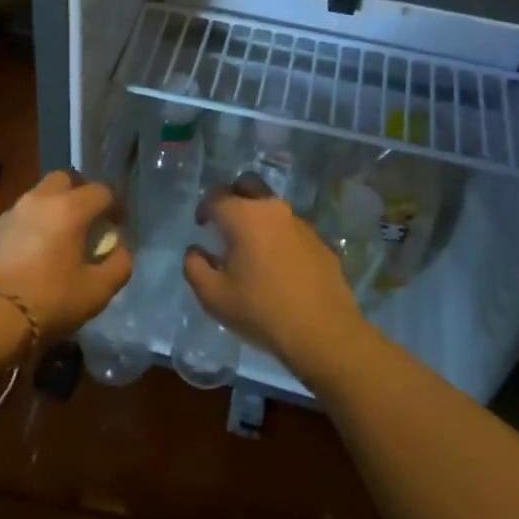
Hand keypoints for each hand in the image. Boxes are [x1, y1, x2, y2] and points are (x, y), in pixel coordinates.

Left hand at [0, 169, 131, 341]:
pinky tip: (39, 248)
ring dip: (57, 206)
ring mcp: (15, 211)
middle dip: (82, 194)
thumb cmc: (49, 301)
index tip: (118, 225)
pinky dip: (37, 220)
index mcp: (70, 208)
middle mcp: (42, 199)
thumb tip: (120, 249)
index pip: (102, 191)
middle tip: (89, 221)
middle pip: (67, 180)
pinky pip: (25, 212)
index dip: (115, 206)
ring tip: (63, 235)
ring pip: (42, 194)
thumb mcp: (97, 291)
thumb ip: (119, 265)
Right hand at [186, 174, 368, 377]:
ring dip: (258, 217)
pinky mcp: (320, 241)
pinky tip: (279, 266)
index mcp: (244, 216)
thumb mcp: (214, 297)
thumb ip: (194, 267)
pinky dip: (280, 237)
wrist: (324, 333)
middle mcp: (273, 209)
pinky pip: (292, 229)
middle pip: (248, 184)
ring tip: (252, 249)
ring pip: (272, 207)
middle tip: (225, 224)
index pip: (216, 197)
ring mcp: (301, 223)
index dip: (203, 209)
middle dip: (232, 196)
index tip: (201, 227)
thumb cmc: (262, 312)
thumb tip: (195, 250)